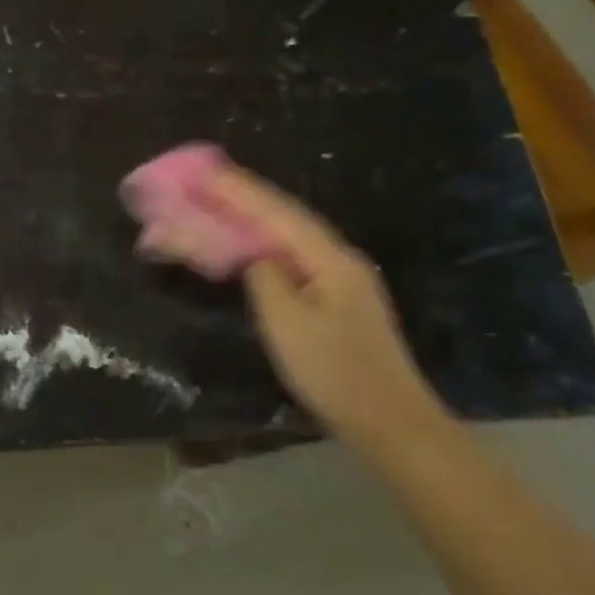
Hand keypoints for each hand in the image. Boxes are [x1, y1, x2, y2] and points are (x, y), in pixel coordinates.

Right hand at [204, 166, 443, 450]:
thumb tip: (254, 256)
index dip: (237, 190)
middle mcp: (338, 257)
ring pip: (290, 235)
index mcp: (329, 257)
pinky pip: (294, 256)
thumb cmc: (335, 373)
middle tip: (203, 180)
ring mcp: (342, 278)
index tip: (203, 171)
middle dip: (243, 195)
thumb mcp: (288, 324)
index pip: (276, 212)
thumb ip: (265, 278)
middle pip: (285, 216)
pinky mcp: (338, 299)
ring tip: (219, 201)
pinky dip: (266, 242)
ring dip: (254, 216)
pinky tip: (250, 243)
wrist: (392, 424)